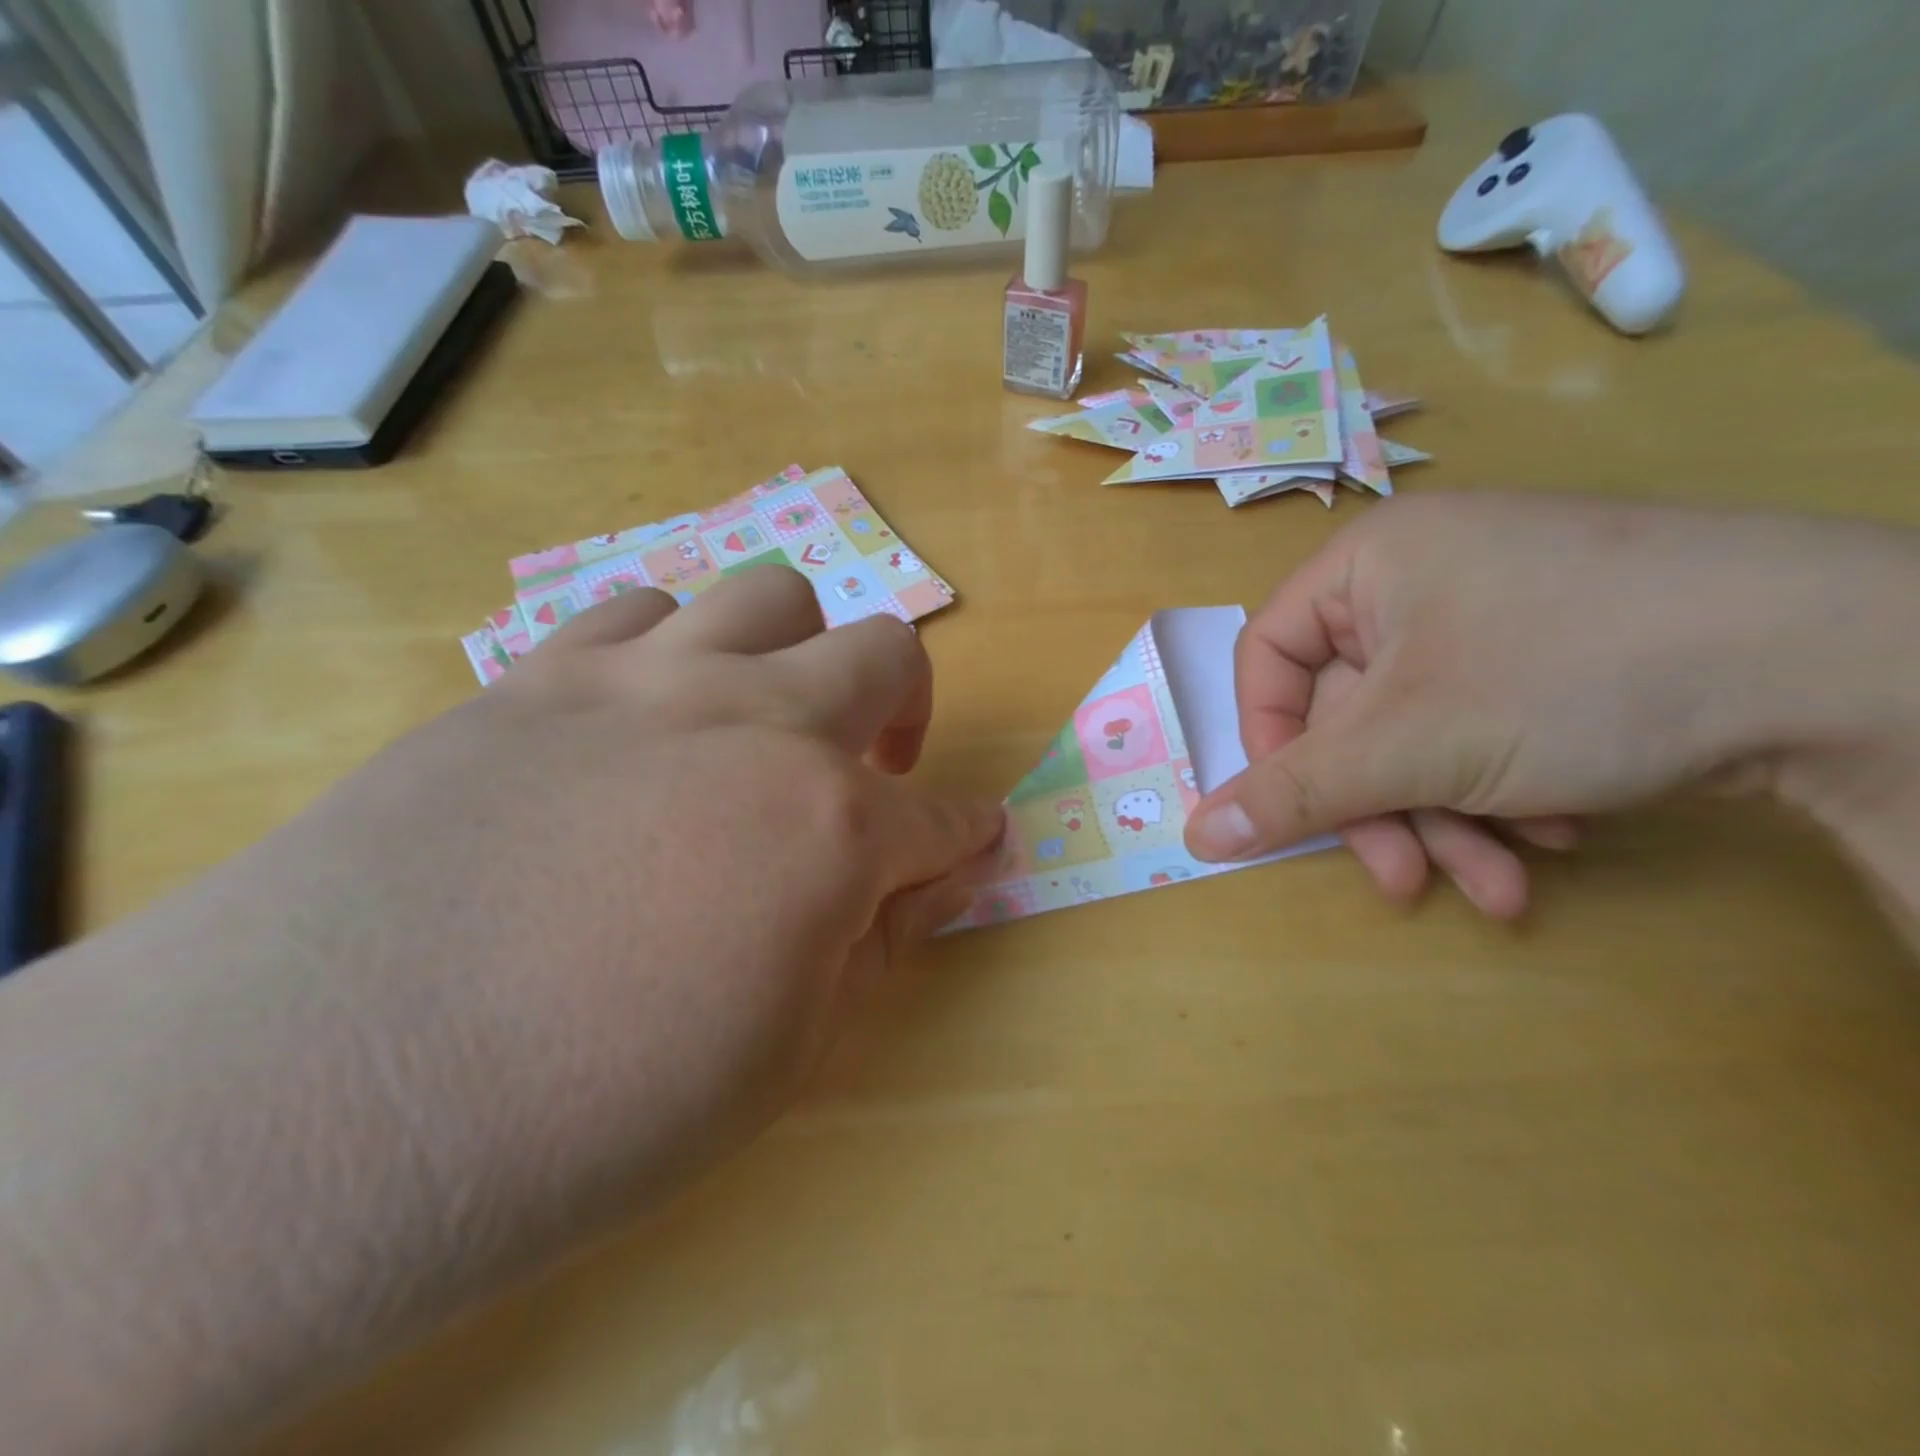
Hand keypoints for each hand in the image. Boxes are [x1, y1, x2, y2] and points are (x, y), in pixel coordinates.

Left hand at [356, 565, 1002, 1182]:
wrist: (324, 1102)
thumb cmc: (595, 1108)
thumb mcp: (784, 1052)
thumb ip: (876, 940)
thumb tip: (939, 873)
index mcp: (830, 825)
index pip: (942, 817)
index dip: (968, 832)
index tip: (975, 838)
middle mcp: (757, 721)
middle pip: (883, 652)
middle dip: (908, 705)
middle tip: (874, 769)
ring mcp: (645, 679)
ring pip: (770, 596)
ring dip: (794, 654)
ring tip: (757, 722)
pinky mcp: (539, 672)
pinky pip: (641, 609)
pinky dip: (675, 648)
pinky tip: (647, 713)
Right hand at [1184, 494, 1919, 918]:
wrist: (1843, 659)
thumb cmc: (1567, 673)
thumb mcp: (1407, 745)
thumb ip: (1289, 793)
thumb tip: (1194, 834)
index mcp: (1366, 565)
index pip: (1268, 657)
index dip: (1270, 742)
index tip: (1298, 811)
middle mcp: (1421, 577)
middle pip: (1351, 711)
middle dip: (1383, 809)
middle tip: (1408, 881)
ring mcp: (1493, 613)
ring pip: (1419, 734)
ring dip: (1447, 820)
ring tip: (1504, 887)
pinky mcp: (1557, 650)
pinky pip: (1483, 728)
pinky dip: (1505, 792)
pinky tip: (1559, 831)